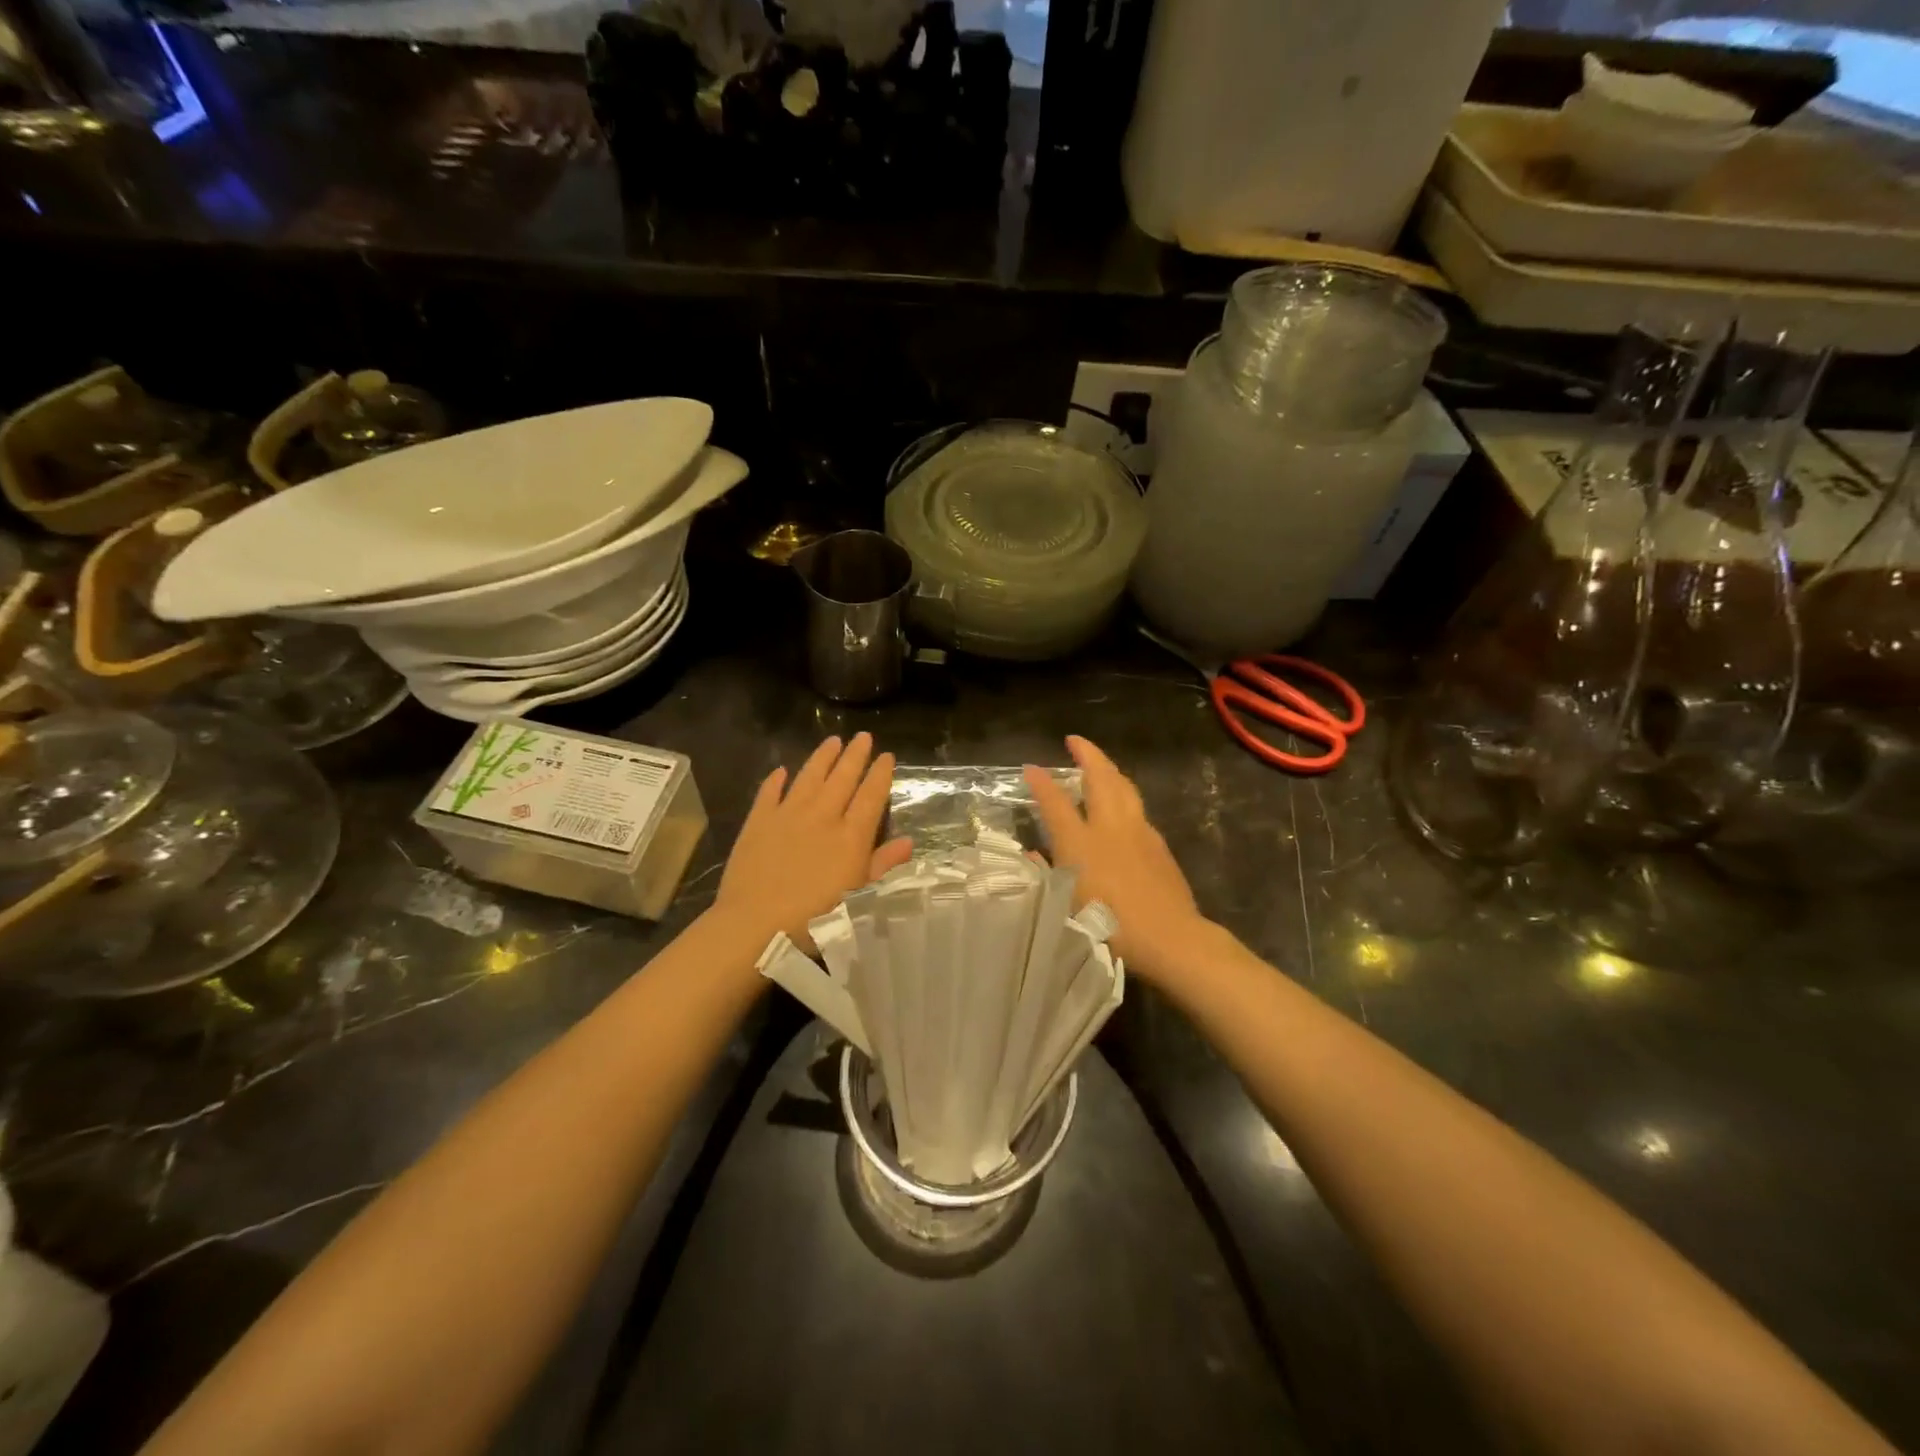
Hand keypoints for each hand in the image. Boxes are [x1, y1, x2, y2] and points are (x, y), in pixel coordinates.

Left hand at [713, 733, 912, 952]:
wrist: (755, 925)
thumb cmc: (816, 919)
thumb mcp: (860, 898)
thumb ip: (883, 866)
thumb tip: (908, 841)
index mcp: (850, 836)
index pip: (871, 795)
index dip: (881, 774)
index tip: (887, 756)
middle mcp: (822, 816)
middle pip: (842, 778)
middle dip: (855, 755)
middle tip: (863, 736)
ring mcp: (787, 815)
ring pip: (809, 777)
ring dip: (822, 758)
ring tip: (832, 740)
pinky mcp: (758, 822)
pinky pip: (769, 793)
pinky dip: (776, 780)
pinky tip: (781, 770)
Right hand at [1025, 736, 1204, 982]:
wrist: (1169, 937)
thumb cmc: (1110, 925)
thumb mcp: (1066, 904)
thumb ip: (1047, 875)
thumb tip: (1034, 856)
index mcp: (1081, 841)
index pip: (1055, 802)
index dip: (1041, 783)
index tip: (1031, 767)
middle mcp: (1110, 826)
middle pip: (1100, 778)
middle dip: (1087, 754)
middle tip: (1075, 741)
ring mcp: (1139, 831)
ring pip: (1125, 787)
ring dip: (1110, 770)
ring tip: (1101, 765)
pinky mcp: (1159, 844)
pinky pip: (1138, 809)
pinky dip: (1126, 796)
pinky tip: (1124, 807)